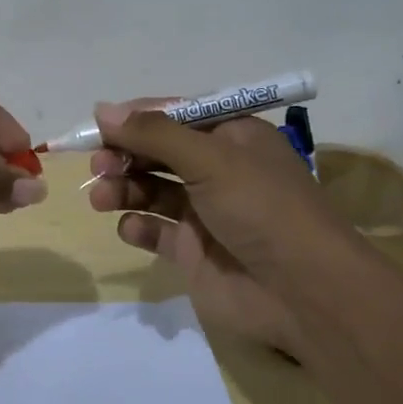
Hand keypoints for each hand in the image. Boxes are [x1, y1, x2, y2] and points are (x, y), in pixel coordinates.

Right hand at [86, 99, 368, 359]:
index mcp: (231, 136)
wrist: (305, 293)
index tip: (98, 125)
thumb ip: (153, 134)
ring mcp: (205, 212)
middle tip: (99, 166)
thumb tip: (102, 109)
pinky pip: (156, 231)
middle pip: (158, 152)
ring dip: (123, 188)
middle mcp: (218, 169)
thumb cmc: (261, 208)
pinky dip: (138, 227)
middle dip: (125, 155)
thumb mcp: (210, 158)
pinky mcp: (194, 252)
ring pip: (151, 189)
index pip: (174, 114)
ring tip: (101, 198)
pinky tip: (132, 228)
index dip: (135, 117)